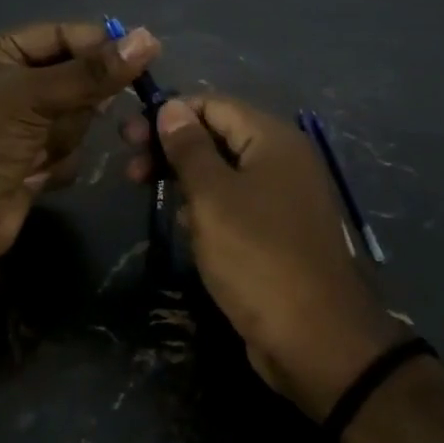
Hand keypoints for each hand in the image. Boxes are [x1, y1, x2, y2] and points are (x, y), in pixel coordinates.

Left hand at [0, 21, 159, 275]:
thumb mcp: (34, 97)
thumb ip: (92, 72)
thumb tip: (148, 38)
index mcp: (1, 54)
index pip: (63, 36)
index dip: (99, 45)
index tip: (143, 56)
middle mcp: (14, 84)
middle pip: (77, 79)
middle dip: (77, 103)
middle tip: (62, 117)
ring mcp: (26, 124)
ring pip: (78, 117)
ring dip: (64, 136)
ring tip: (38, 151)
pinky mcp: (36, 159)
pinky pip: (72, 149)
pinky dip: (59, 162)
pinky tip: (35, 172)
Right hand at [123, 96, 407, 420]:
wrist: (315, 337)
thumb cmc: (257, 257)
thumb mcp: (213, 198)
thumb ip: (190, 149)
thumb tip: (171, 107)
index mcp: (273, 140)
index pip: (214, 105)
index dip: (170, 114)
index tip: (128, 136)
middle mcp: (284, 160)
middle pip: (219, 136)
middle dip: (172, 147)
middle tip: (131, 170)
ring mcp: (284, 198)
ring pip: (225, 172)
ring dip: (185, 177)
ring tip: (147, 192)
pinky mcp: (279, 232)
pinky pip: (236, 204)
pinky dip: (207, 206)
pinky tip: (183, 223)